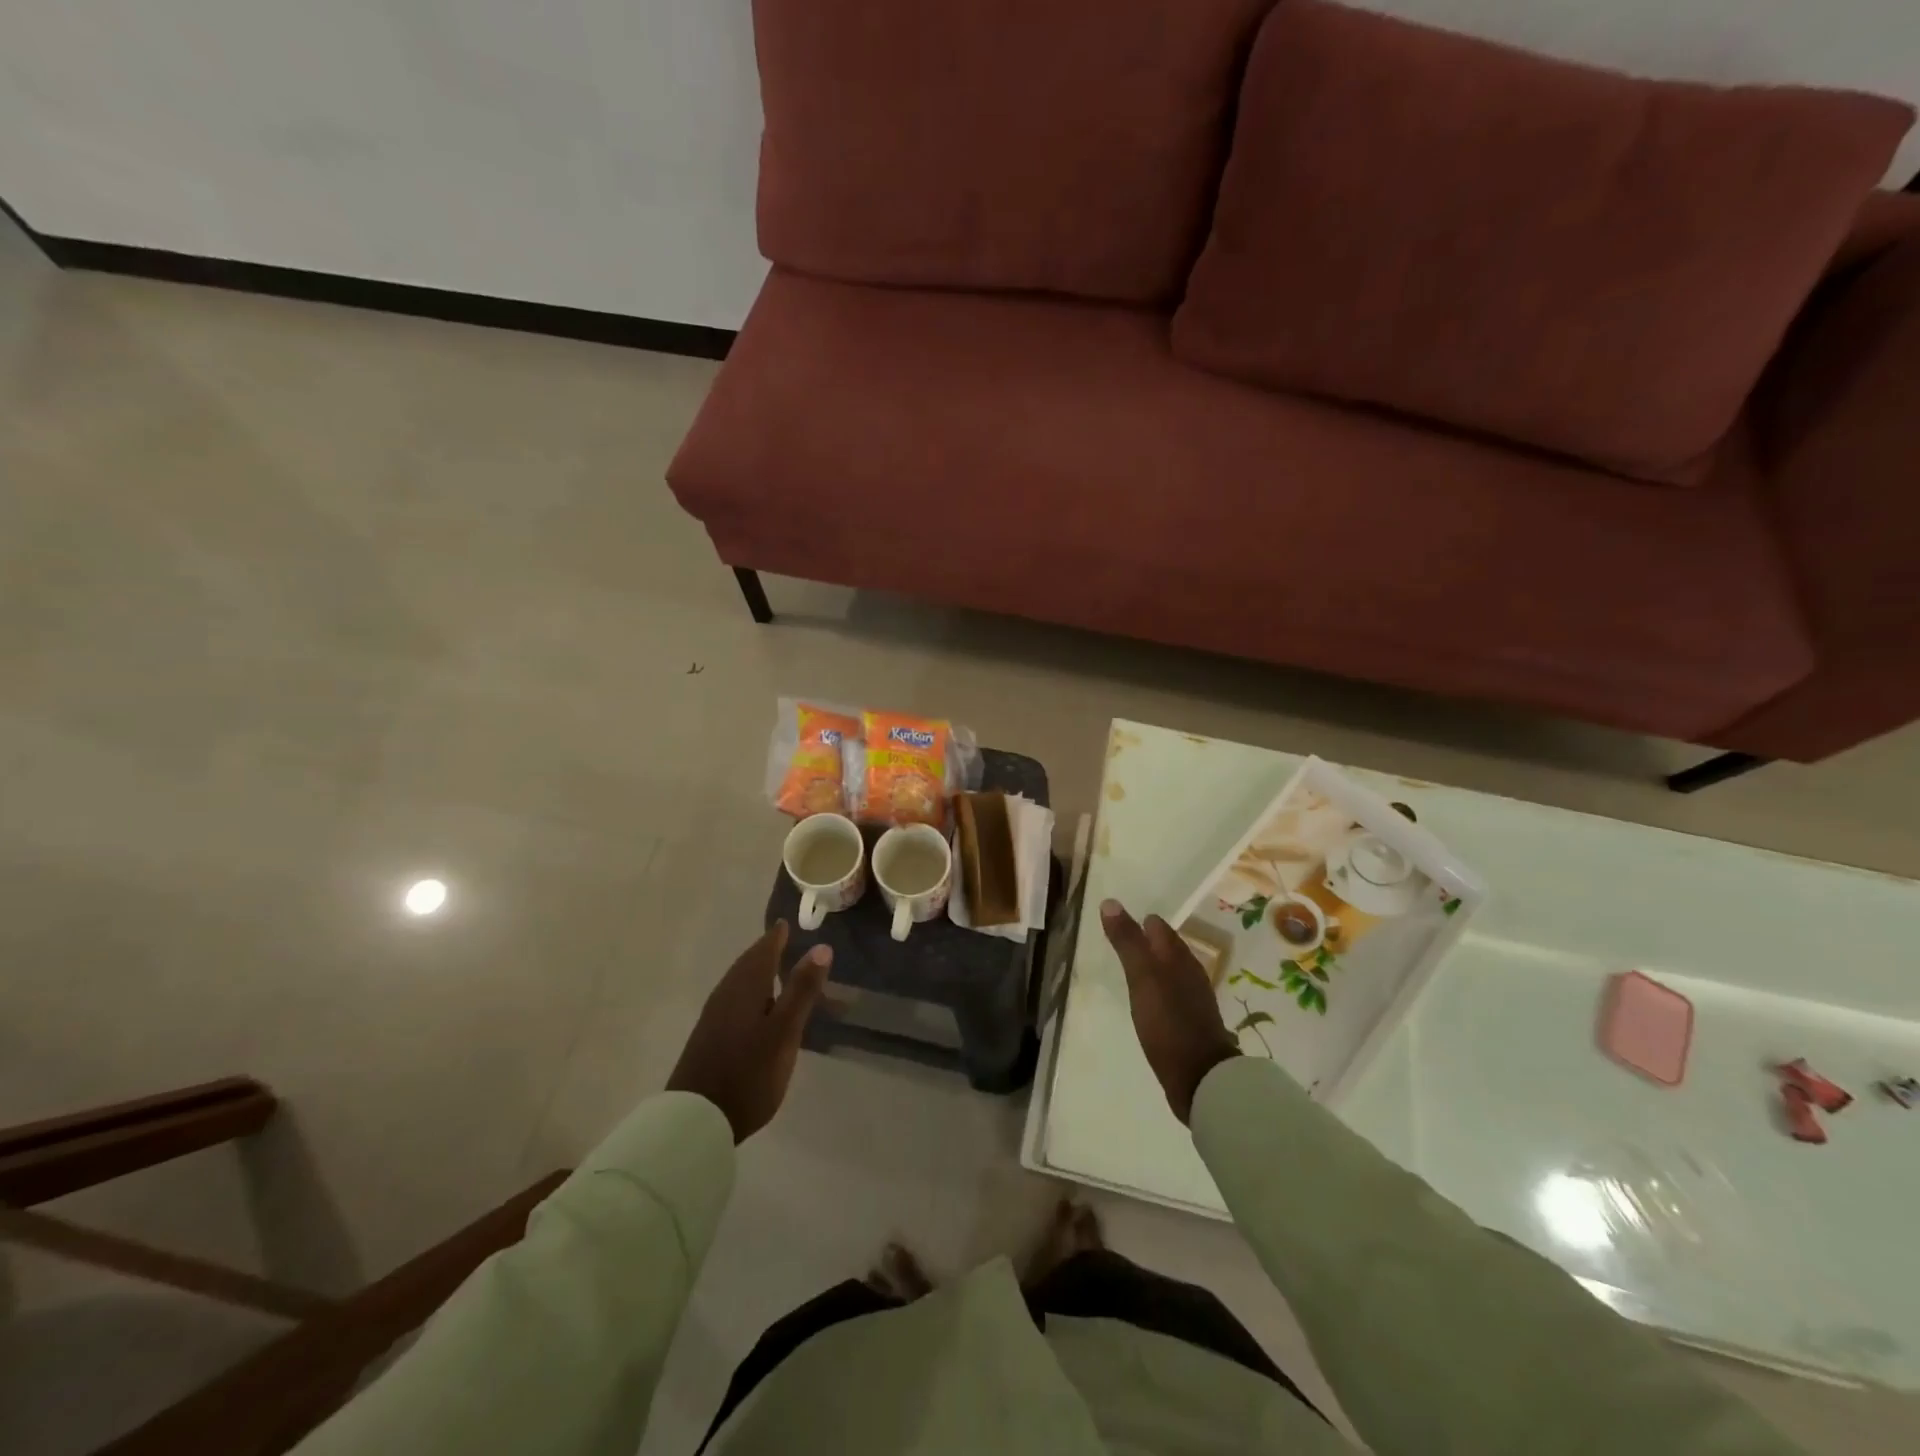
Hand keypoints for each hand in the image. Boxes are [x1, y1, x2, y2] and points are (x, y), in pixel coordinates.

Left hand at [667, 921, 830, 1142]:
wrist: (696, 1119)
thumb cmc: (749, 1072)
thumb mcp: (784, 1031)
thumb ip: (802, 989)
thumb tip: (821, 947)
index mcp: (745, 987)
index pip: (763, 951)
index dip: (776, 937)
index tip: (787, 923)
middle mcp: (726, 994)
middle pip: (747, 964)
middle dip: (765, 951)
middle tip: (782, 941)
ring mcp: (713, 1016)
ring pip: (738, 982)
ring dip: (755, 971)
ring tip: (773, 970)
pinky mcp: (708, 1037)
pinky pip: (733, 999)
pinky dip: (748, 991)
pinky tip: (755, 1007)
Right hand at [1101, 900, 1238, 1123]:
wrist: (1201, 1077)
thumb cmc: (1169, 1021)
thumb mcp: (1142, 977)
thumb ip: (1127, 941)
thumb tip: (1110, 902)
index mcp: (1179, 957)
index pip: (1158, 927)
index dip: (1140, 921)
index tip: (1118, 920)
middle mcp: (1190, 973)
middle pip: (1167, 948)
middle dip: (1147, 941)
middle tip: (1121, 940)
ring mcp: (1193, 999)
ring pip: (1170, 971)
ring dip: (1153, 966)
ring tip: (1131, 968)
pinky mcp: (1191, 1023)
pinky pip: (1172, 995)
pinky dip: (1158, 989)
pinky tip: (1148, 1000)